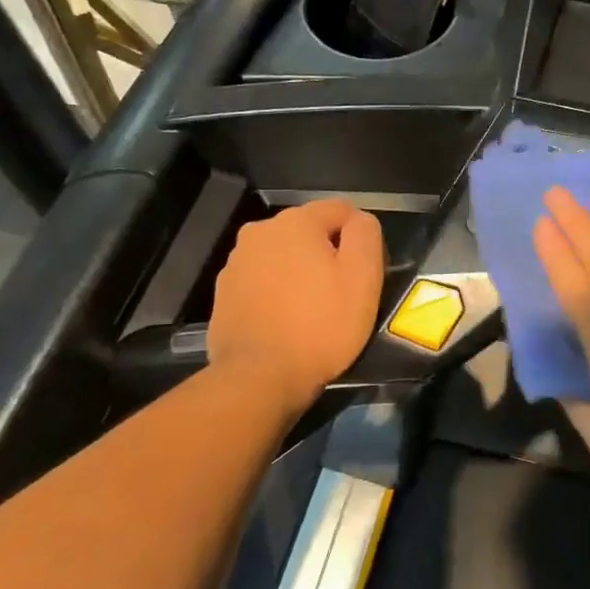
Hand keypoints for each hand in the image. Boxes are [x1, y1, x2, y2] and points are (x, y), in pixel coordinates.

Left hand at [209, 200, 385, 410]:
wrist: (258, 378)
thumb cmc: (320, 326)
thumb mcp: (363, 277)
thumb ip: (366, 234)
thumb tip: (359, 221)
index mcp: (296, 221)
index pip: (342, 211)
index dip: (361, 240)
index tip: (365, 275)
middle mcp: (260, 231)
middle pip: (309, 233)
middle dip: (327, 255)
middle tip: (341, 295)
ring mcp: (236, 262)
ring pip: (284, 257)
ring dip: (300, 274)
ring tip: (312, 312)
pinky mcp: (224, 293)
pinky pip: (262, 282)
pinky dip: (277, 294)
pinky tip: (285, 323)